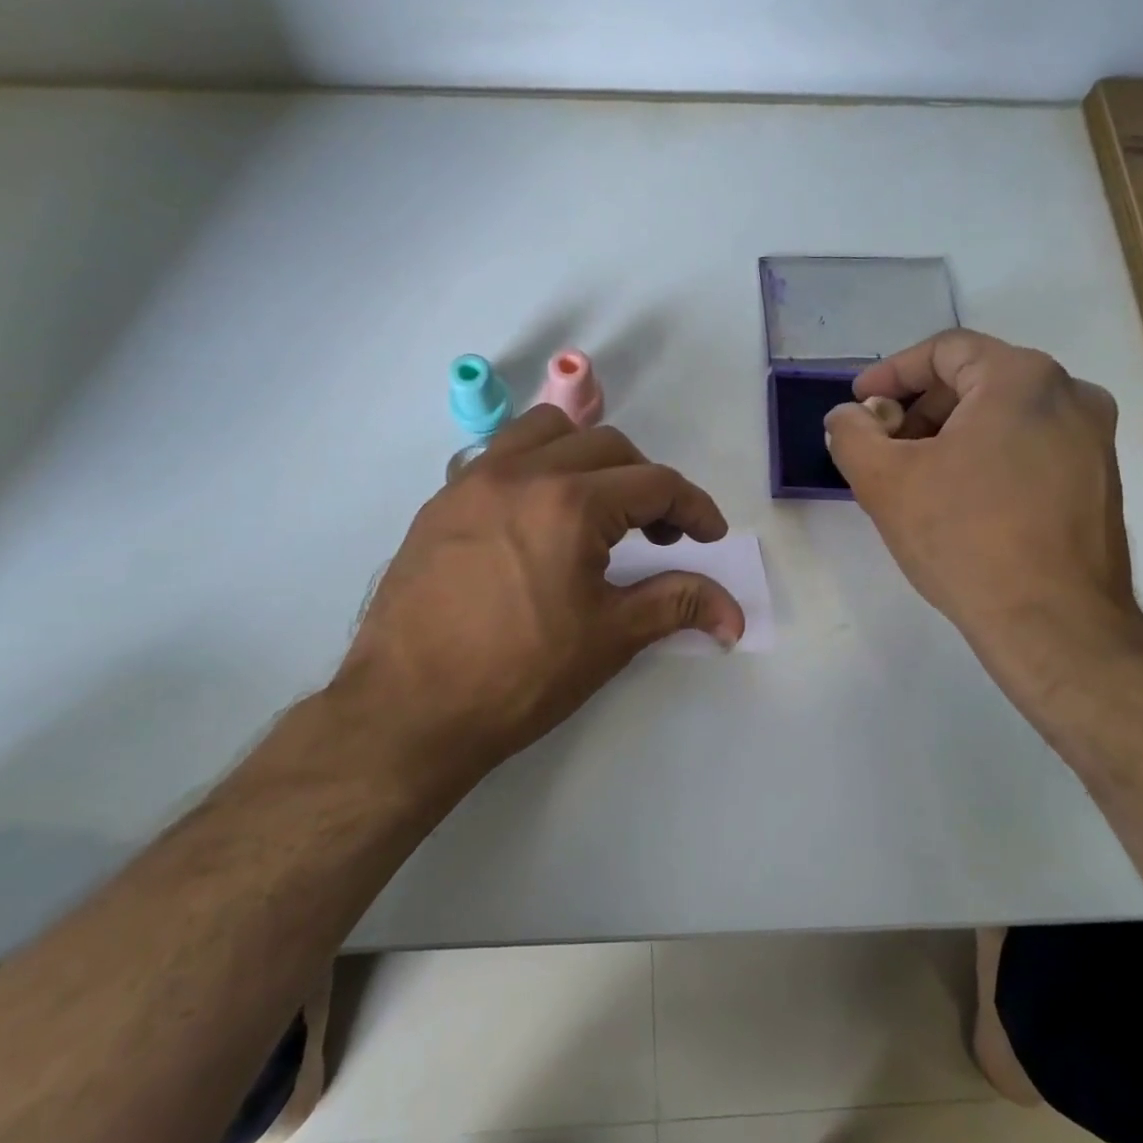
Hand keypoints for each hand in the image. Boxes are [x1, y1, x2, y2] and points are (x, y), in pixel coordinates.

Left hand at [331, 406, 744, 801]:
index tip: (709, 536)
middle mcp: (520, 473)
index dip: (694, 507)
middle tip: (659, 532)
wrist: (408, 710)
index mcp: (570, 503)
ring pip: (546, 432)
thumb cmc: (519, 676)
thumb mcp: (610, 638)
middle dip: (646, 482)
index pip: (654, 482)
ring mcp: (472, 482)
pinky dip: (535, 467)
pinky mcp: (440, 502)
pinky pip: (499, 456)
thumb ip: (677, 604)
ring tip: (596, 507)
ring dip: (587, 457)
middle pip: (607, 446)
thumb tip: (734, 614)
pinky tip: (536, 518)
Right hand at [822, 329, 1142, 689]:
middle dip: (919, 408)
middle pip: (976, 380)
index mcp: (1022, 378)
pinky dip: (986, 457)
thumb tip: (848, 416)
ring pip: (1004, 415)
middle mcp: (1070, 394)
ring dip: (950, 435)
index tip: (860, 403)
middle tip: (882, 445)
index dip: (892, 372)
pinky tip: (959, 500)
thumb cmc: (964, 538)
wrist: (1054, 623)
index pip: (945, 350)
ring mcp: (1094, 439)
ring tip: (914, 477)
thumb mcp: (884, 481)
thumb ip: (851, 434)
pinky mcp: (1100, 480)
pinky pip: (1030, 446)